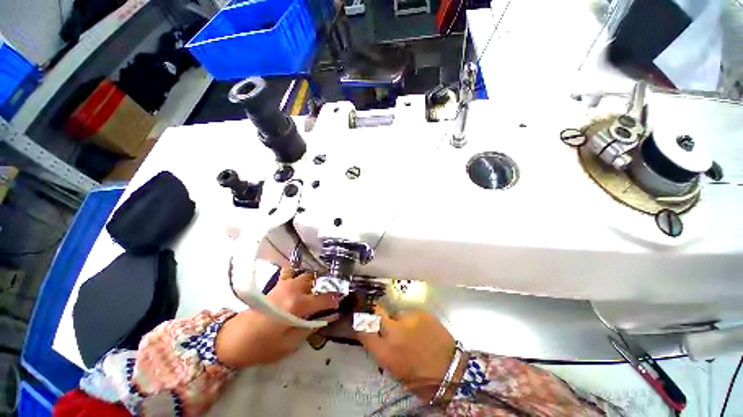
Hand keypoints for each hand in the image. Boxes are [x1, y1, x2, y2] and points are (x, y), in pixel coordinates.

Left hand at [216, 268, 339, 367]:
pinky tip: (304, 285)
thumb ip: (312, 327)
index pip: (325, 298)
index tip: (340, 303)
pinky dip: (302, 277)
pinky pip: (295, 274)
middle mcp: (294, 290)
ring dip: (316, 282)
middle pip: (318, 281)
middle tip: (330, 297)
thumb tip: (329, 316)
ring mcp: (285, 284)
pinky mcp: (278, 284)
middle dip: (327, 287)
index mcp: (298, 306)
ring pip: (308, 276)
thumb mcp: (290, 344)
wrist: (234, 338)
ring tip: (319, 292)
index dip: (335, 300)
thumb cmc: (263, 347)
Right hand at [357, 306, 465, 402]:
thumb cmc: (422, 380)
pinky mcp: (421, 313)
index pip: (363, 330)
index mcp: (385, 352)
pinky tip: (423, 330)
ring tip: (412, 331)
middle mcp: (394, 332)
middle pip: (376, 312)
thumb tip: (377, 335)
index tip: (360, 320)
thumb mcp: (395, 370)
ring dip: (400, 321)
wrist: (453, 372)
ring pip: (397, 313)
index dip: (360, 323)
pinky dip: (413, 320)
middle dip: (375, 312)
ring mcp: (409, 319)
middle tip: (381, 317)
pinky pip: (411, 314)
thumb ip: (383, 350)